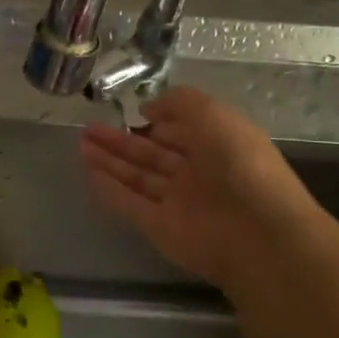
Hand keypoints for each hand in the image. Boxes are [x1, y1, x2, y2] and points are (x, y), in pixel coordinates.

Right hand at [80, 86, 327, 286]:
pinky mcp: (162, 228)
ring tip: (80, 144)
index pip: (181, 130)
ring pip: (138, 178)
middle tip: (88, 128)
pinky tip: (88, 173)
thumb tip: (148, 108)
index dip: (156, 120)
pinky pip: (131, 204)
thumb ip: (179, 103)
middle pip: (153, 154)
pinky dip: (110, 190)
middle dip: (121, 140)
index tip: (128, 112)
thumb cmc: (240, 164)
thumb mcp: (213, 114)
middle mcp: (198, 173)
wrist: (258, 234)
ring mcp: (179, 202)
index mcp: (218, 145)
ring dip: (110, 161)